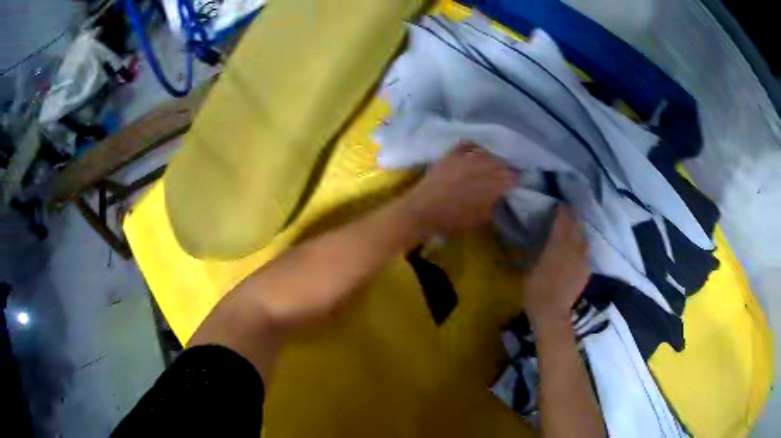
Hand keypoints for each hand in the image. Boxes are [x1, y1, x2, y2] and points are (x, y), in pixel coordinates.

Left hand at [402, 143, 516, 236]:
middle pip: (498, 164)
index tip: (517, 180)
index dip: (514, 179)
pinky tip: (478, 146)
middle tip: (509, 170)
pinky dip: (473, 145)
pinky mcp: (449, 156)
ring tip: (497, 160)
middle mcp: (478, 170)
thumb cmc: (450, 222)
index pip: (508, 179)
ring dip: (493, 157)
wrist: (421, 211)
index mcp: (488, 187)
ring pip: (485, 154)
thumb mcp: (477, 221)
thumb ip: (492, 207)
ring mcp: (463, 160)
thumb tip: (500, 198)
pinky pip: (465, 145)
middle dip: (506, 167)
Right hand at [523, 206, 589, 329]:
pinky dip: (582, 249)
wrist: (552, 312)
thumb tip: (541, 244)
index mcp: (557, 244)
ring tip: (575, 233)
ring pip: (585, 239)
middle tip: (569, 214)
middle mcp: (573, 248)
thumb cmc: (535, 290)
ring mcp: (582, 260)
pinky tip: (578, 253)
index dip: (562, 211)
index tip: (559, 206)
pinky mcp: (586, 271)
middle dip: (573, 218)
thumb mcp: (530, 268)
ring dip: (580, 233)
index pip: (562, 221)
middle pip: (577, 226)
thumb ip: (539, 253)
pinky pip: (586, 254)